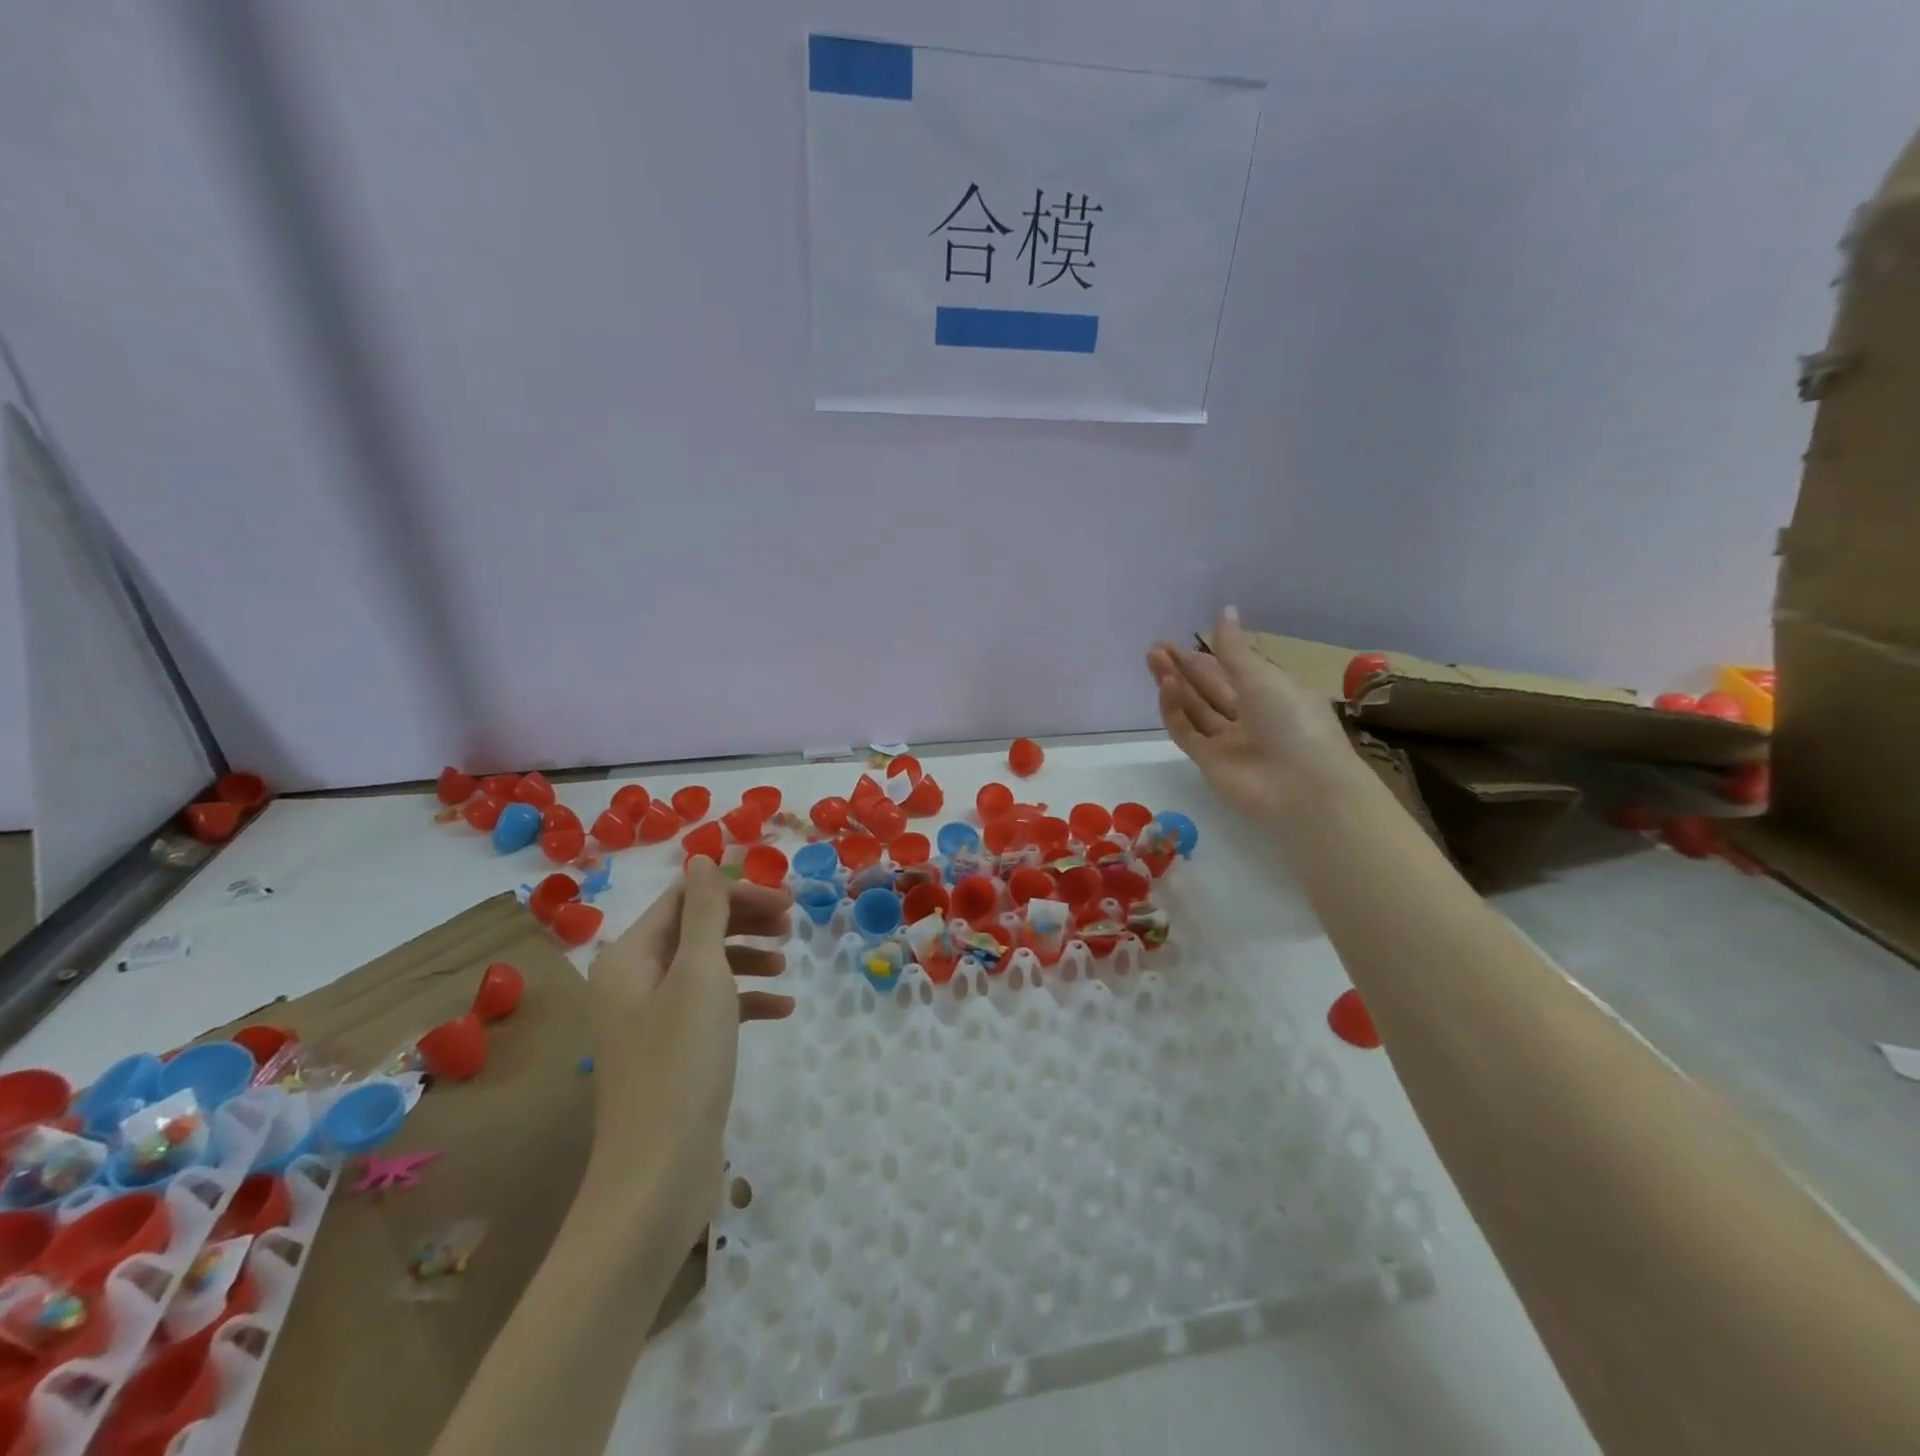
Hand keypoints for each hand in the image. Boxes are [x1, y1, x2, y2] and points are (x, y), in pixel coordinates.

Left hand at [584, 857, 791, 1250]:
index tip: (785, 900)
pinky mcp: (672, 1051)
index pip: (684, 899)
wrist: (658, 1175)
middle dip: (744, 921)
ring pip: (705, 967)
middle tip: (792, 923)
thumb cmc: (681, 1062)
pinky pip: (711, 1008)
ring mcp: (651, 1019)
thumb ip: (704, 912)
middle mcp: (633, 981)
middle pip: (694, 930)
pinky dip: (745, 1001)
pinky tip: (781, 1010)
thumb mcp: (700, 975)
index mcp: (630, 957)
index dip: (735, 892)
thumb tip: (702, 858)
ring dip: (747, 958)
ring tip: (788, 964)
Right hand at [1147, 606, 1354, 827]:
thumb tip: (1225, 610)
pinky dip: (1175, 711)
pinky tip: (1166, 688)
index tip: (1179, 639)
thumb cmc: (1294, 722)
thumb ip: (1234, 648)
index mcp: (1272, 692)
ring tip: (1153, 660)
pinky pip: (1187, 732)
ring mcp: (1228, 740)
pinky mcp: (1209, 762)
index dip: (1206, 654)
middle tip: (1155, 648)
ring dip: (1174, 685)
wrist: (1303, 788)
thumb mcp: (1264, 677)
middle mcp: (1249, 715)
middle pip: (1209, 687)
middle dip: (1183, 667)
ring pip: (1195, 708)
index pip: (1232, 669)